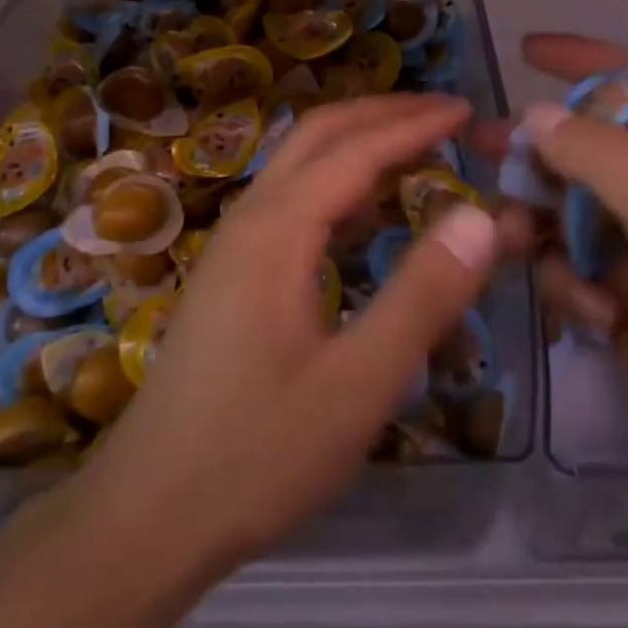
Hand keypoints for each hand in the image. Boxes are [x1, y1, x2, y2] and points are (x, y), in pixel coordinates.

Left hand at [75, 93, 497, 577]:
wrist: (146, 514)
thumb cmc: (256, 453)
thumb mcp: (357, 386)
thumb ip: (423, 297)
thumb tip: (481, 217)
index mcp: (277, 230)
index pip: (356, 150)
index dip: (414, 125)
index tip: (467, 112)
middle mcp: (250, 219)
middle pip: (318, 135)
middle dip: (382, 114)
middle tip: (444, 116)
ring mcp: (233, 245)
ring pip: (298, 164)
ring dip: (357, 143)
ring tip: (415, 152)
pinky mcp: (230, 274)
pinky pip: (289, 200)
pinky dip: (336, 183)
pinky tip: (365, 217)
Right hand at [489, 35, 627, 545]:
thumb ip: (605, 160)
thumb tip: (534, 116)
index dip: (590, 65)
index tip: (526, 51)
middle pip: (596, 152)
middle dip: (543, 150)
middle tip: (485, 148)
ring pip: (573, 213)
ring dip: (540, 221)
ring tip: (509, 238)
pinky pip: (575, 274)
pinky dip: (569, 285)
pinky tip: (589, 316)